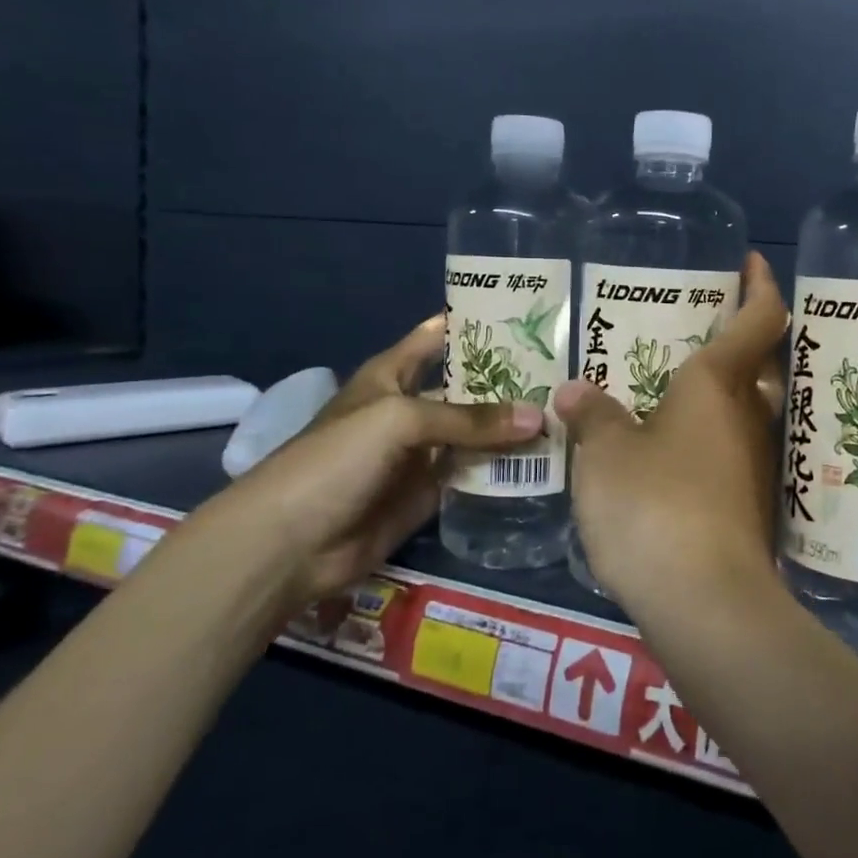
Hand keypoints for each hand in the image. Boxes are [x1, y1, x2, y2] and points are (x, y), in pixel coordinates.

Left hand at [197, 316, 544, 605]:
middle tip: (566, 371)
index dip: (476, 323)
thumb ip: (469, 419)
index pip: (438, 336)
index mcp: (393, 375)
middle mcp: (412, 407)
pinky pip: (475, 473)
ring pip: (477, 432)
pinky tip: (545, 460)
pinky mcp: (432, 492)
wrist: (291, 542)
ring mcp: (423, 452)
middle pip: (468, 386)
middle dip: (510, 378)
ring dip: (512, 426)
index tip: (528, 314)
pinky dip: (504, 468)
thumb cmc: (336, 460)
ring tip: (567, 413)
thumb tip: (537, 417)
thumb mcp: (400, 421)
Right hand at [553, 252, 787, 611]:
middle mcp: (749, 416)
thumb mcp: (606, 455)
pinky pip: (735, 450)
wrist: (706, 601)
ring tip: (675, 386)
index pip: (760, 318)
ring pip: (748, 409)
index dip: (761, 284)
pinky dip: (713, 437)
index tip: (751, 263)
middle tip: (701, 325)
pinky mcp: (751, 505)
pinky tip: (677, 450)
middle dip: (741, 337)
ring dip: (724, 391)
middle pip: (761, 362)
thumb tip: (576, 391)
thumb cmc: (654, 505)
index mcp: (719, 385)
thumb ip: (592, 417)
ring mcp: (756, 463)